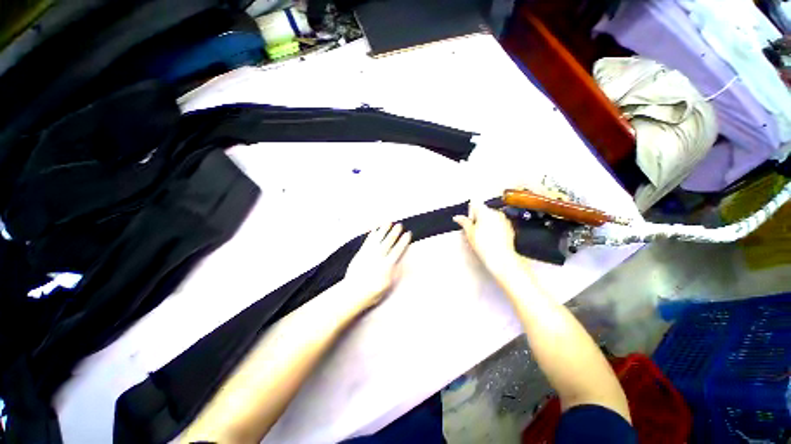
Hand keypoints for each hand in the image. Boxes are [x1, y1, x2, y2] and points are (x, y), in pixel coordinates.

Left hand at [344, 223, 411, 311]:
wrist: (352, 292)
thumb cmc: (372, 291)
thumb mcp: (387, 285)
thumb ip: (396, 272)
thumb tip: (405, 262)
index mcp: (386, 265)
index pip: (397, 250)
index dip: (403, 241)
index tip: (408, 234)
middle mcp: (378, 256)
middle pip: (388, 242)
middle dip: (394, 232)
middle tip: (400, 225)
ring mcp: (368, 253)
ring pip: (378, 238)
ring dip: (383, 230)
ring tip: (388, 222)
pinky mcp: (360, 253)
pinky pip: (367, 241)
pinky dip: (371, 234)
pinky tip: (374, 229)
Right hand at [453, 203, 517, 274]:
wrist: (500, 257)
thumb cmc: (485, 246)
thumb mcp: (469, 232)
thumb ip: (463, 222)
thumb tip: (457, 217)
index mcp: (485, 212)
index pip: (475, 205)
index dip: (470, 214)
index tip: (469, 222)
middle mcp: (496, 213)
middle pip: (483, 211)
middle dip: (478, 219)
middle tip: (475, 231)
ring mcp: (504, 220)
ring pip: (491, 218)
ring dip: (486, 223)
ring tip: (483, 236)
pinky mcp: (509, 227)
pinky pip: (499, 224)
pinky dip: (495, 228)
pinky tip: (491, 238)